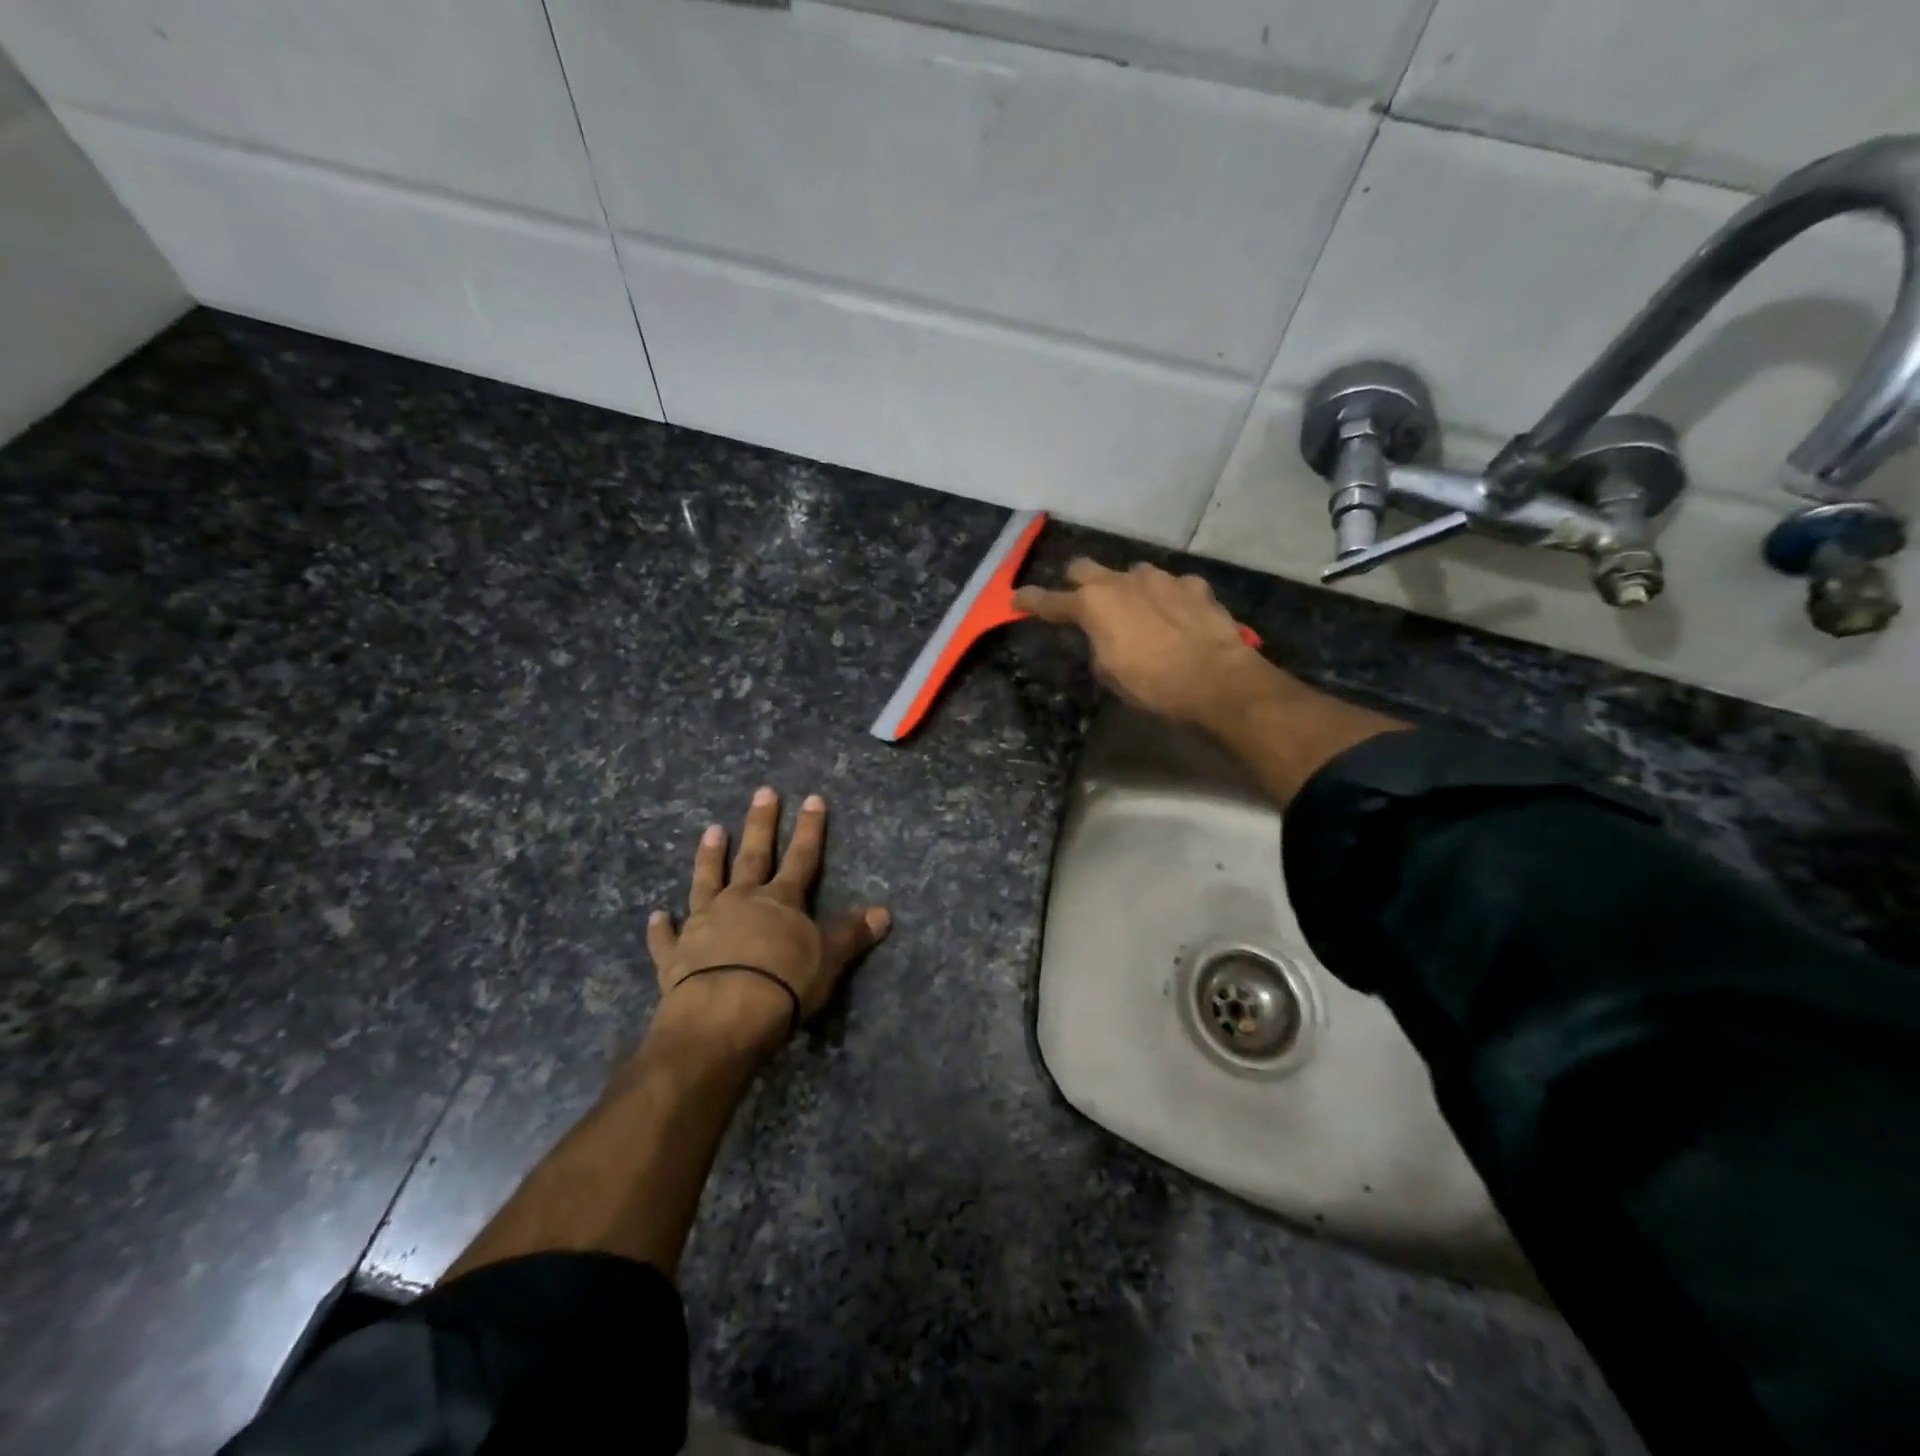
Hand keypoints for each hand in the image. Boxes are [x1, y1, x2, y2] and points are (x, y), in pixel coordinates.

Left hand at [647, 788, 890, 1053]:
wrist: (725, 1015)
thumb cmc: (784, 984)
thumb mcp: (829, 958)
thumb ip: (852, 933)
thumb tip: (884, 911)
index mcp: (781, 901)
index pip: (802, 857)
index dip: (810, 829)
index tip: (812, 799)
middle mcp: (741, 902)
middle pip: (754, 856)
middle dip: (761, 824)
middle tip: (763, 792)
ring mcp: (704, 924)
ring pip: (707, 882)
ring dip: (710, 857)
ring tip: (712, 830)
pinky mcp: (675, 955)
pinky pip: (666, 937)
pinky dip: (661, 927)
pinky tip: (656, 915)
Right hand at [1013, 558, 1280, 729]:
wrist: (1215, 680)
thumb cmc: (1152, 684)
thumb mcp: (1109, 672)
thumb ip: (1098, 645)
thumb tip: (1104, 636)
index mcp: (1093, 605)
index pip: (1050, 600)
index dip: (1030, 601)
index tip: (1016, 599)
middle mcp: (1122, 581)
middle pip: (1085, 567)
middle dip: (1077, 582)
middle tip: (1081, 601)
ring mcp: (1161, 579)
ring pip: (1133, 573)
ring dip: (1128, 589)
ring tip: (1139, 613)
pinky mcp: (1194, 585)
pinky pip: (1172, 586)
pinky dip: (1169, 599)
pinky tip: (1178, 618)